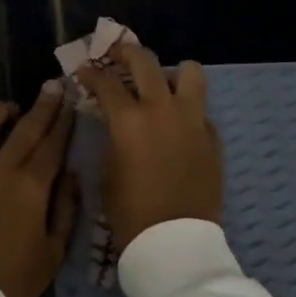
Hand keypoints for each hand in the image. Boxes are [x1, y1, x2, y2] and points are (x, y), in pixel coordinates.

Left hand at [0, 82, 78, 296]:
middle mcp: (0, 170)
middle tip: (53, 86)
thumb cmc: (12, 283)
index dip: (64, 120)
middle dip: (43, 104)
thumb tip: (72, 175)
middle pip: (25, 127)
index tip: (72, 100)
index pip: (53, 144)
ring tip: (9, 109)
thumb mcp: (53, 253)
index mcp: (32, 187)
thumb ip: (67, 210)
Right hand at [77, 42, 221, 250]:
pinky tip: (176, 125)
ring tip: (161, 83)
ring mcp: (192, 120)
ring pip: (189, 72)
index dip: (90, 73)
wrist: (175, 244)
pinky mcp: (211, 137)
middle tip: (117, 55)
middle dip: (127, 52)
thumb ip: (111, 137)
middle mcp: (162, 109)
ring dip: (171, 72)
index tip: (84, 70)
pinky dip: (186, 109)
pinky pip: (199, 109)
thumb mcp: (108, 171)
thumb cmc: (130, 213)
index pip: (105, 82)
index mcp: (129, 120)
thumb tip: (113, 120)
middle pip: (145, 61)